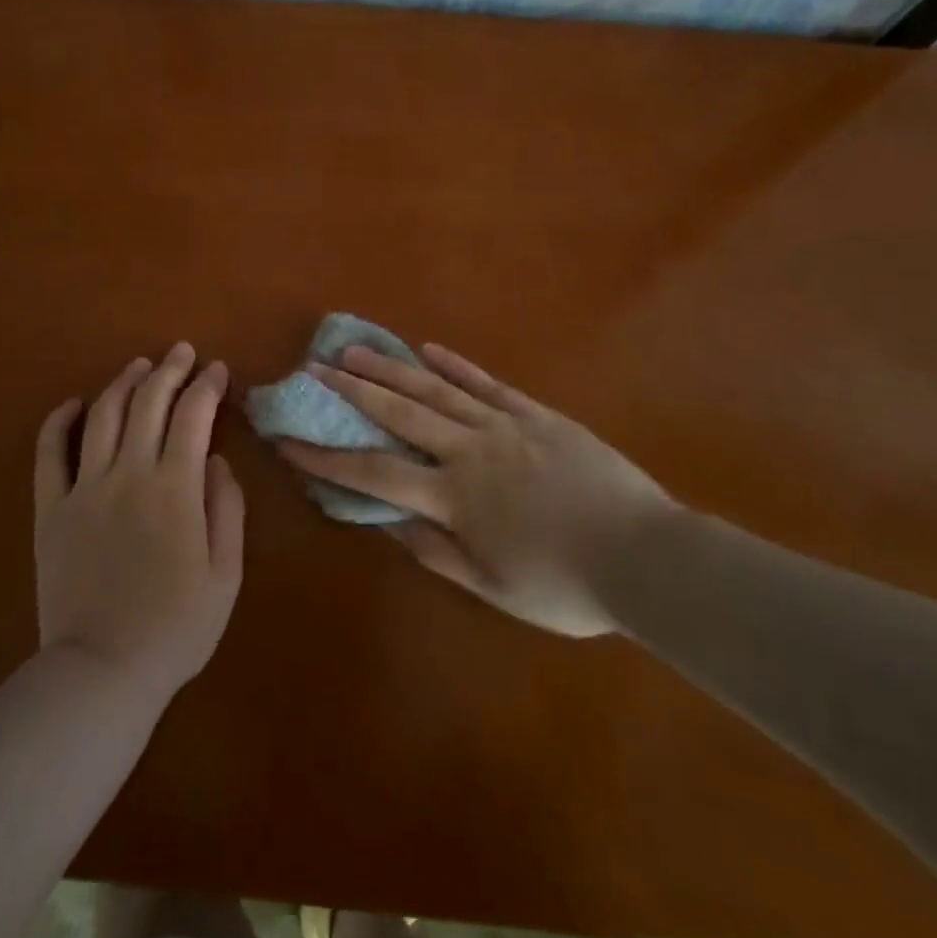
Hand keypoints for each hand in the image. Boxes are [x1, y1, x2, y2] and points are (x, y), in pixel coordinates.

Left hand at [34, 343, 245, 698]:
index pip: (193, 416)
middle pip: (149, 403)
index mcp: (175, 487)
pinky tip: (73, 403)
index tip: (217, 369)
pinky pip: (49, 454)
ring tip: (139, 366)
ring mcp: (85, 488)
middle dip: (169, 370)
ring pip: (103, 416)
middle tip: (182, 352)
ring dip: (123, 383)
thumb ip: (226, 509)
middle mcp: (129, 473)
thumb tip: (216, 461)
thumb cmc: (176, 627)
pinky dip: (58, 422)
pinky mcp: (52, 509)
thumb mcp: (225, 574)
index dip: (207, 386)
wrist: (102, 671)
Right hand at [280, 344, 679, 636]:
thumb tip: (386, 520)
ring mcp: (504, 425)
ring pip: (437, 389)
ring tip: (355, 349)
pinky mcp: (536, 414)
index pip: (375, 472)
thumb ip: (436, 551)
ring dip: (392, 368)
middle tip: (315, 367)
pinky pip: (487, 384)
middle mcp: (469, 450)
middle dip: (351, 391)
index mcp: (455, 496)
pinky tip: (430, 349)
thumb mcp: (494, 587)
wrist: (647, 556)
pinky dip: (456, 365)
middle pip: (399, 413)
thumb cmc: (566, 584)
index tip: (289, 441)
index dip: (327, 458)